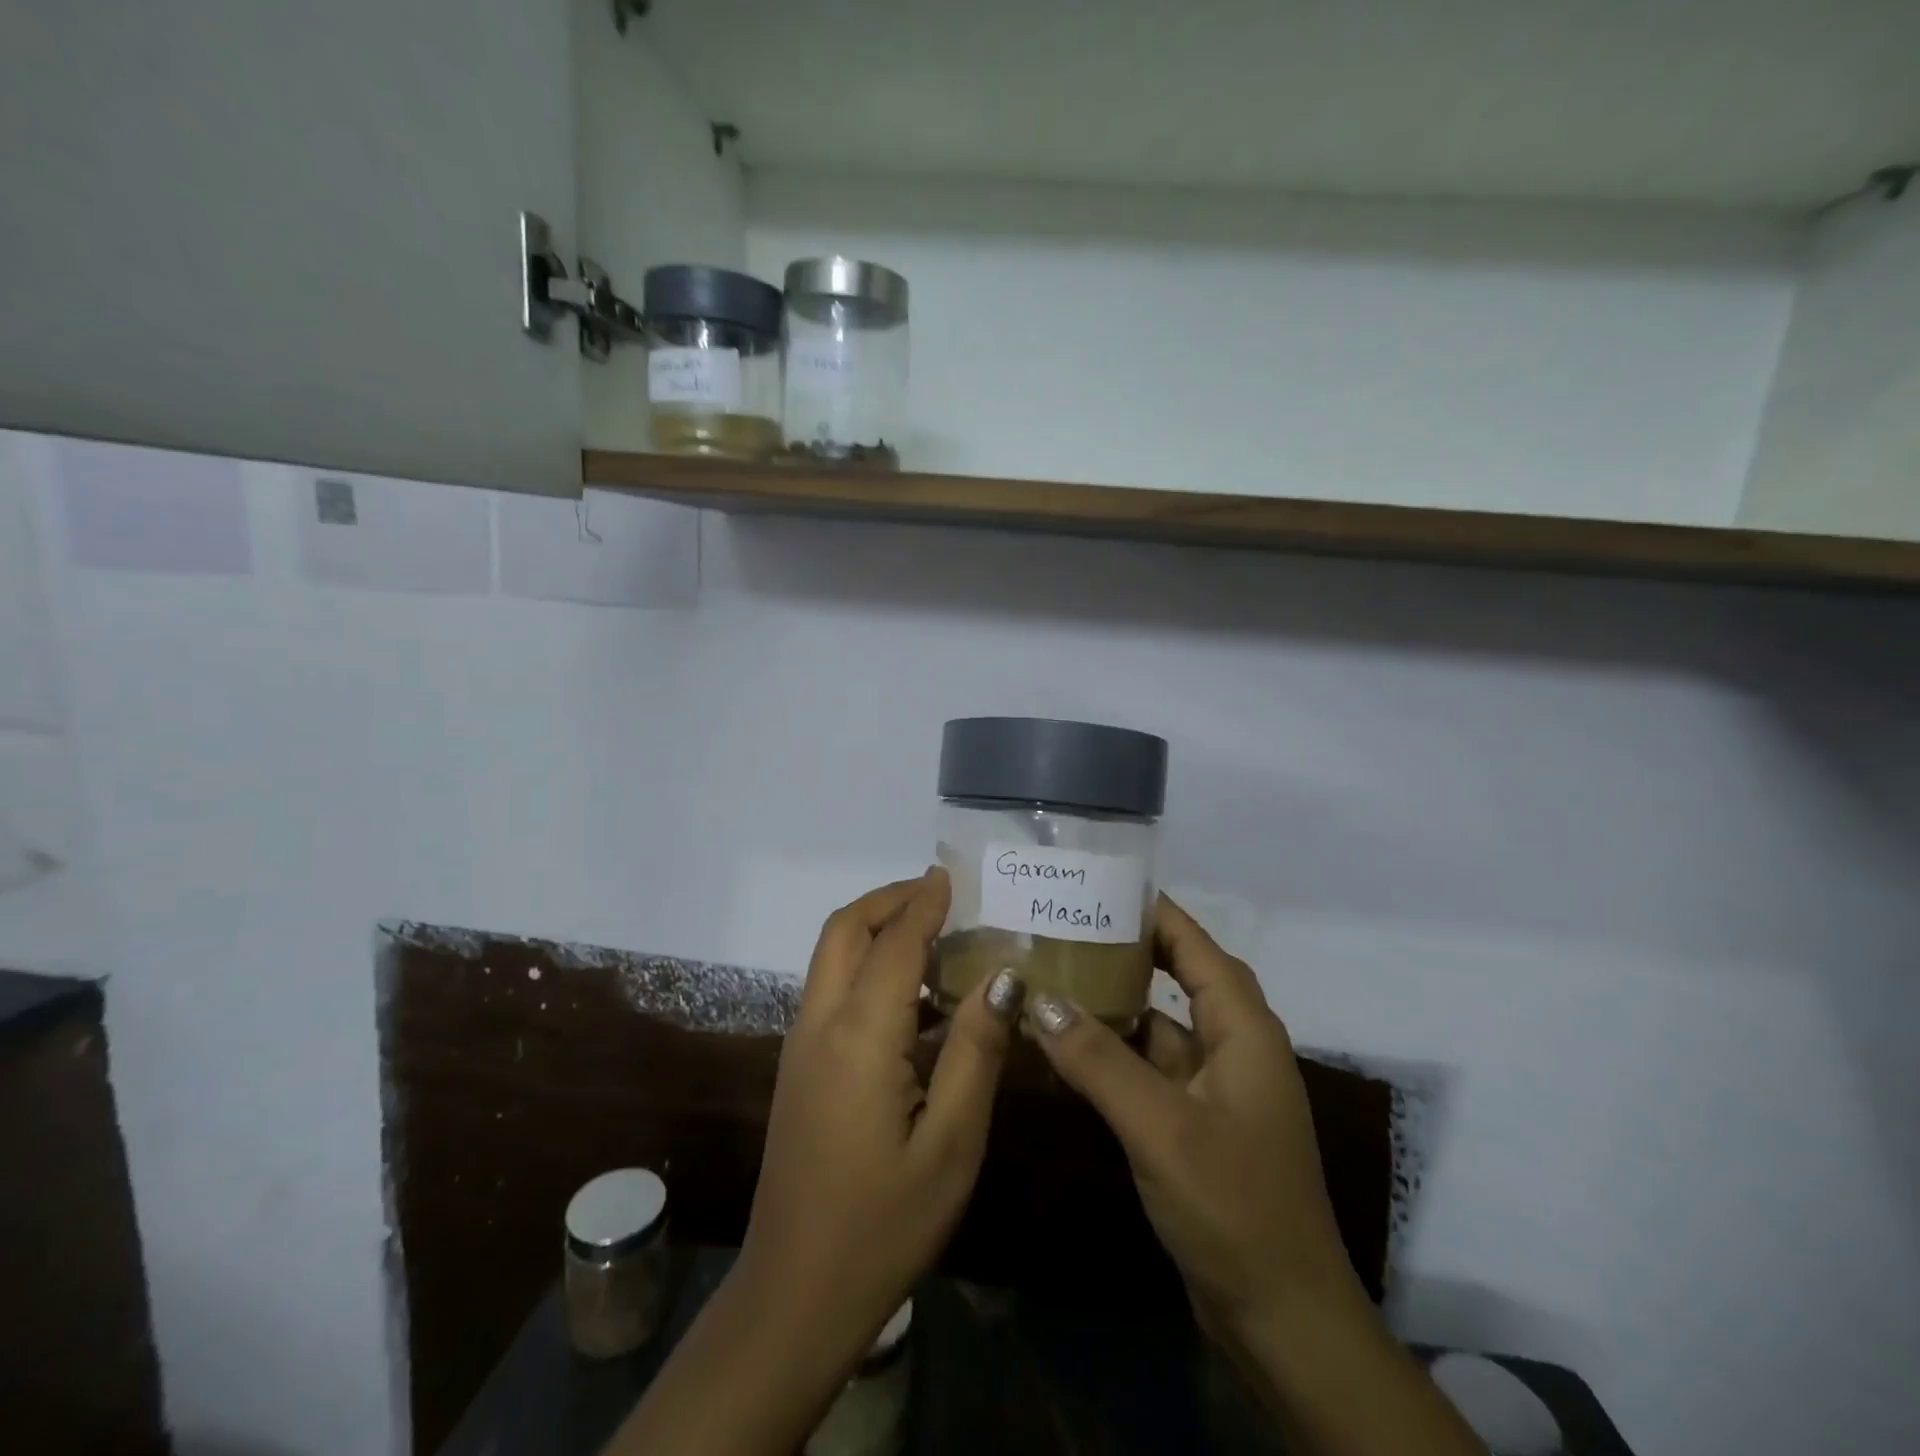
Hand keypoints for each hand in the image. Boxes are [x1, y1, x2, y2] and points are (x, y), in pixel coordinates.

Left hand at [609, 869, 1025, 1455]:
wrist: (795, 1294)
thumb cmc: (885, 1223)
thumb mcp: (951, 1144)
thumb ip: (976, 1051)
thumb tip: (1003, 976)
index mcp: (858, 1037)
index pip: (895, 943)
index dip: (925, 903)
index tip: (953, 875)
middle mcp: (819, 1024)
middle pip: (844, 930)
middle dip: (888, 900)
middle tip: (939, 894)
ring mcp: (800, 1045)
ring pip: (831, 956)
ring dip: (875, 928)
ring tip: (932, 931)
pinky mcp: (798, 1066)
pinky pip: (831, 988)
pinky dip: (866, 964)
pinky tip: (910, 994)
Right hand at [1025, 893, 1358, 1339]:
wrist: (1282, 1319)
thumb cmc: (1233, 1205)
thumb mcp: (1160, 1126)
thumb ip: (1098, 1059)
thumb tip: (1039, 999)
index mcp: (1243, 1029)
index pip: (1195, 945)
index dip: (1153, 911)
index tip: (1099, 885)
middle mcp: (1235, 1046)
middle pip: (1179, 976)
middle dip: (1127, 949)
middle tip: (1066, 926)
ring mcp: (1217, 1087)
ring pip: (1161, 1023)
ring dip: (1117, 1002)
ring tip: (1057, 973)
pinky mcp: (1197, 1122)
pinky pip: (1152, 1066)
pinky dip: (1116, 1051)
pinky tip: (1069, 1045)